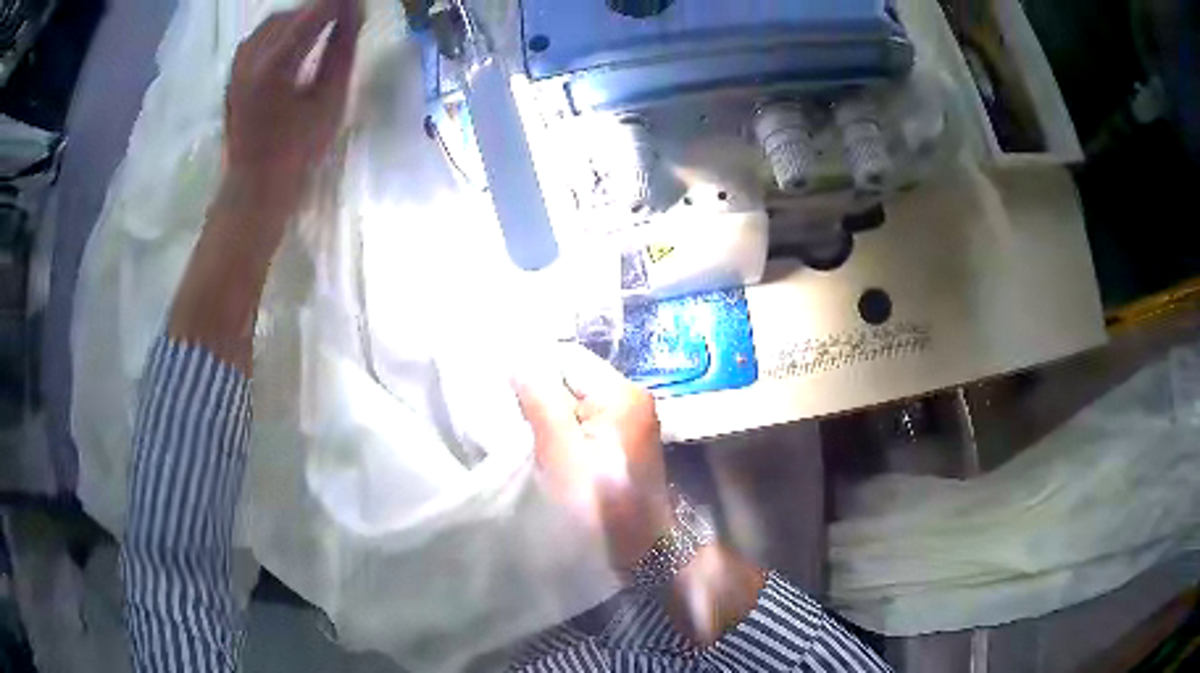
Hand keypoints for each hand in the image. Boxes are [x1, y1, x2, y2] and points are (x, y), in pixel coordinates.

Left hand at [224, 0, 361, 233]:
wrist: (254, 188)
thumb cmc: (297, 151)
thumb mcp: (330, 100)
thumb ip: (342, 50)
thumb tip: (355, 12)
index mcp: (274, 65)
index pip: (313, 13)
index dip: (339, 3)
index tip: (359, 3)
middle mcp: (250, 58)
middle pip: (292, 14)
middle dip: (321, 9)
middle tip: (346, 17)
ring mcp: (237, 66)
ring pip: (273, 23)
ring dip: (300, 19)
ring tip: (323, 27)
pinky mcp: (232, 75)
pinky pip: (258, 38)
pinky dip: (280, 31)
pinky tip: (294, 43)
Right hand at [515, 346, 672, 574]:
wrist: (640, 551)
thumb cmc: (599, 502)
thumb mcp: (561, 451)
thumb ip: (539, 399)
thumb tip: (517, 358)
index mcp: (622, 393)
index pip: (567, 359)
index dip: (533, 372)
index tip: (504, 395)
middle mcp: (632, 398)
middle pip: (573, 380)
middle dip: (541, 397)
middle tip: (512, 422)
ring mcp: (632, 421)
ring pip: (576, 403)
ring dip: (551, 418)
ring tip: (529, 439)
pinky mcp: (625, 443)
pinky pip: (586, 424)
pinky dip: (565, 433)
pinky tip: (549, 452)